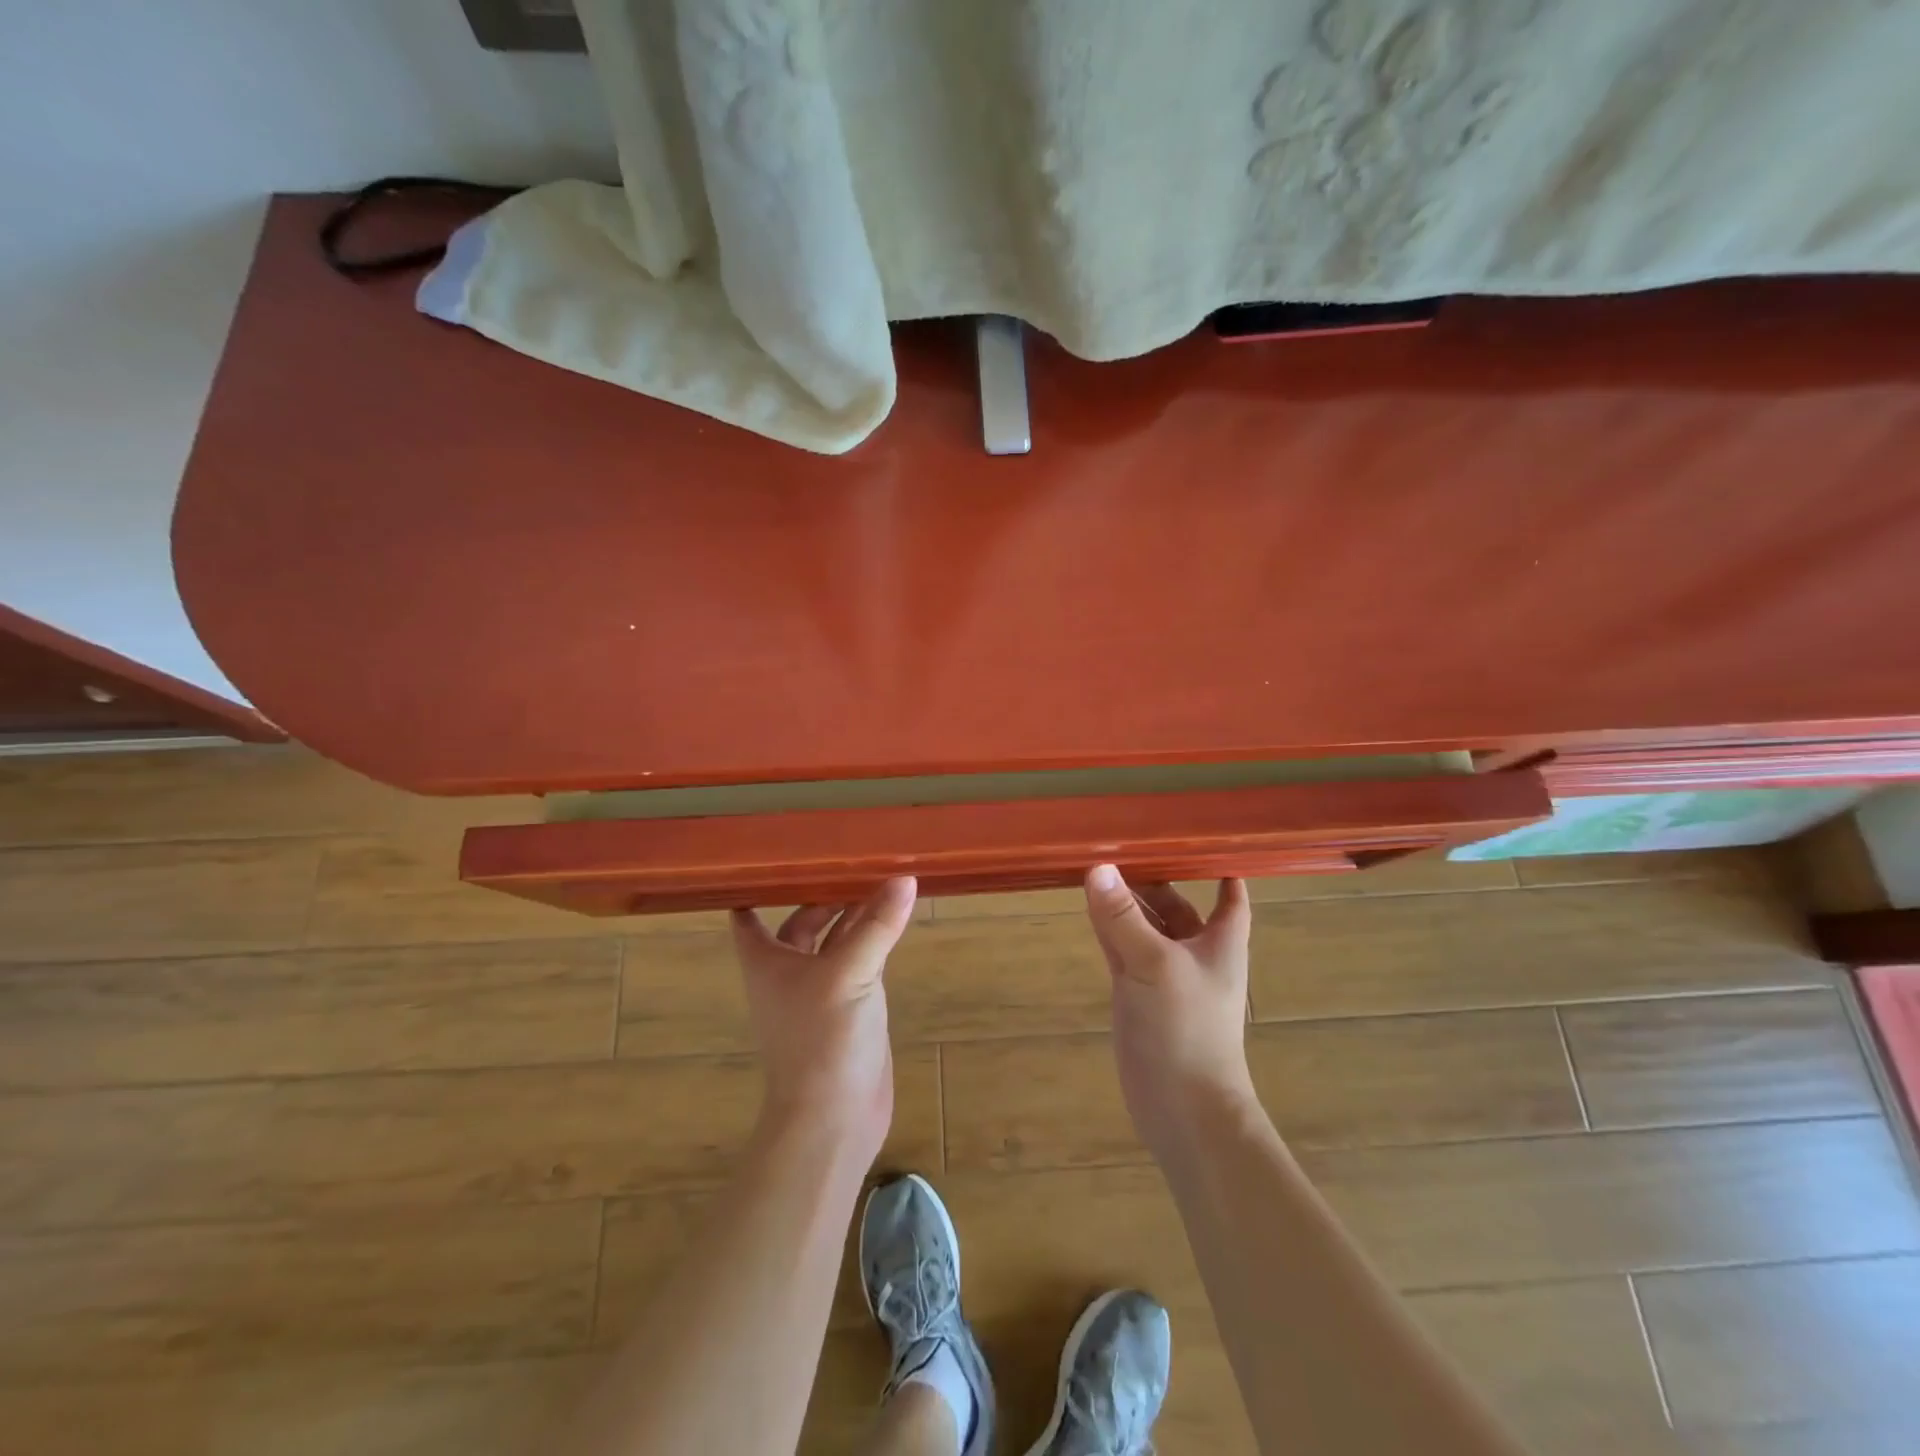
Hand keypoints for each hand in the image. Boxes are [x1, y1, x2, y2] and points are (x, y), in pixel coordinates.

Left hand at [729, 876, 917, 1153]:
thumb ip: (876, 926)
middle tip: (853, 857)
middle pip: (802, 920)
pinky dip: (873, 939)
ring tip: (881, 877)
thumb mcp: (848, 975)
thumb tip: (904, 878)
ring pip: (836, 939)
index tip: (773, 855)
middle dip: (823, 892)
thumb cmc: (822, 1041)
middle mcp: (789, 971)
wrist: (834, 1119)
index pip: (748, 916)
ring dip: (854, 914)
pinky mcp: (852, 1007)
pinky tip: (893, 919)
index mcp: (768, 961)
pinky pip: (860, 960)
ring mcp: (822, 989)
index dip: (755, 887)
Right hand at [1083, 865, 1257, 1153]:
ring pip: (1144, 925)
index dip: (1218, 865)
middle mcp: (1195, 951)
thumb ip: (1122, 918)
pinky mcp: (1138, 993)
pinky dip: (1109, 928)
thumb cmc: (1186, 1029)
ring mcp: (1164, 973)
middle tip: (1118, 843)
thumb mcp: (1154, 964)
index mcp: (1220, 940)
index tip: (1195, 836)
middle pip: (1175, 904)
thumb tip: (1097, 867)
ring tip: (1096, 865)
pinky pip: (1123, 949)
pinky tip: (1089, 906)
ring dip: (1124, 902)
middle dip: (1152, 879)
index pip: (1228, 893)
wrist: (1184, 1109)